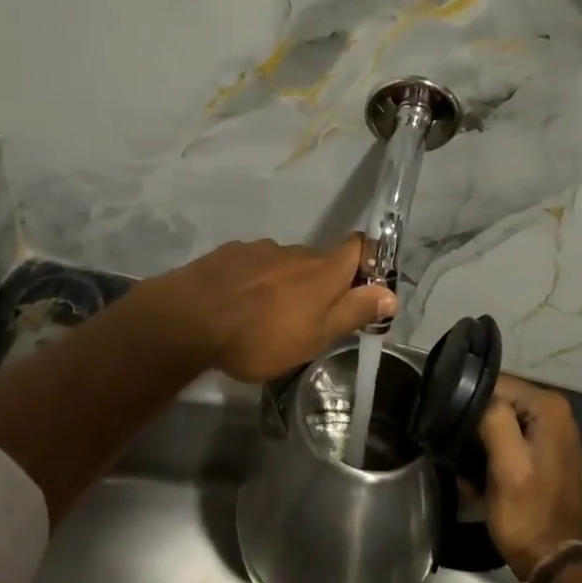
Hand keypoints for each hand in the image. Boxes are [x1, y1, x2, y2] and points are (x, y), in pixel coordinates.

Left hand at [131, 235, 395, 381]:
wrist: (190, 318)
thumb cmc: (261, 335)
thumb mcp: (315, 336)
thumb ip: (353, 312)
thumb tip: (391, 293)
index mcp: (322, 270)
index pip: (359, 246)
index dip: (369, 260)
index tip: (366, 287)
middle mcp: (296, 251)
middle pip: (321, 261)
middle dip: (322, 284)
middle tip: (311, 320)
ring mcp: (260, 249)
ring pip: (285, 264)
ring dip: (286, 284)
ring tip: (268, 317)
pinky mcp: (230, 254)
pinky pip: (254, 266)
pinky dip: (256, 282)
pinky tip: (239, 305)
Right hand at [477, 376, 581, 581]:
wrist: (554, 562)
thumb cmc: (528, 513)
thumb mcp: (506, 465)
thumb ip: (494, 419)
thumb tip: (477, 396)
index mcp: (549, 406)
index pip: (497, 384)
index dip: (471, 404)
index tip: (454, 429)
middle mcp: (556, 411)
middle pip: (500, 401)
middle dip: (477, 423)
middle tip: (458, 450)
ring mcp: (554, 433)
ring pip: (502, 420)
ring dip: (482, 439)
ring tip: (467, 464)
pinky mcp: (547, 453)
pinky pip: (512, 437)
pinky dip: (495, 451)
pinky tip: (482, 474)